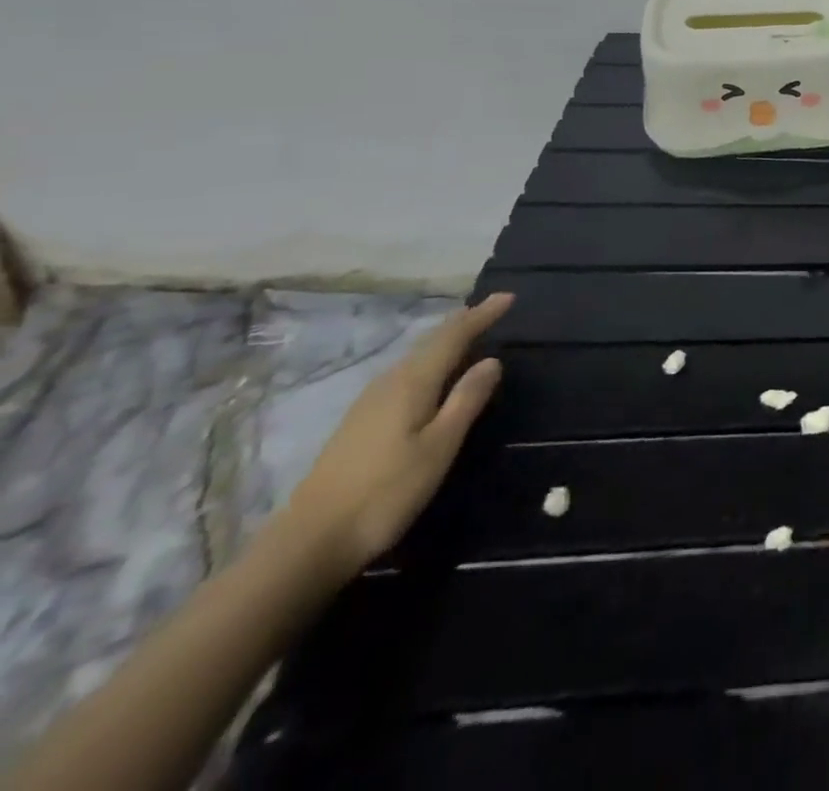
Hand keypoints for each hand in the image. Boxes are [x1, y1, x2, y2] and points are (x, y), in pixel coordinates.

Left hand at [283, 292, 512, 578]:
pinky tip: (432, 375)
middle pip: (430, 342)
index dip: (482, 314)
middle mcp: (388, 383)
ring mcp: (368, 403)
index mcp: (412, 382)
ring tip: (468, 334)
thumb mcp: (439, 446)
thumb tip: (492, 360)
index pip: (453, 336)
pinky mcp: (359, 423)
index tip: (508, 296)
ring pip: (415, 358)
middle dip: (463, 323)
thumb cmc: (385, 492)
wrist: (308, 543)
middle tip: (491, 310)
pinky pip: (404, 375)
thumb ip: (467, 400)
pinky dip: (428, 362)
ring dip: (444, 342)